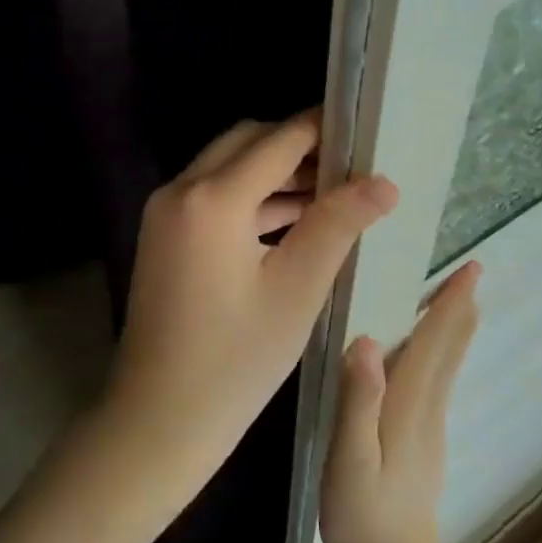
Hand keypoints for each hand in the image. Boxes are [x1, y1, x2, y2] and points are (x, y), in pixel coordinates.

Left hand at [94, 113, 398, 525]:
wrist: (159, 416)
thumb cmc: (235, 360)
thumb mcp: (296, 290)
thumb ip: (337, 225)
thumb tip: (382, 182)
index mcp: (212, 199)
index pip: (277, 142)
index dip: (321, 129)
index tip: (363, 126)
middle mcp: (180, 190)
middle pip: (246, 143)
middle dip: (296, 147)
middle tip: (350, 165)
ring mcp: (165, 211)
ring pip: (227, 168)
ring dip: (274, 174)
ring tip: (333, 191)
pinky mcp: (163, 233)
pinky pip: (212, 196)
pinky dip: (250, 198)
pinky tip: (293, 219)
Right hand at [321, 262, 480, 542]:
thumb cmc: (363, 517)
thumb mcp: (349, 459)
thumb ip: (358, 401)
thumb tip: (368, 340)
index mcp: (407, 406)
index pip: (433, 344)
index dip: (449, 305)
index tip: (471, 270)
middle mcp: (425, 410)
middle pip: (448, 351)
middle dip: (459, 310)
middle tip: (472, 273)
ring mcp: (428, 429)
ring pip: (445, 367)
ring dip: (452, 330)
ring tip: (456, 301)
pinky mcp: (421, 444)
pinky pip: (435, 383)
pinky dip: (440, 355)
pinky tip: (429, 354)